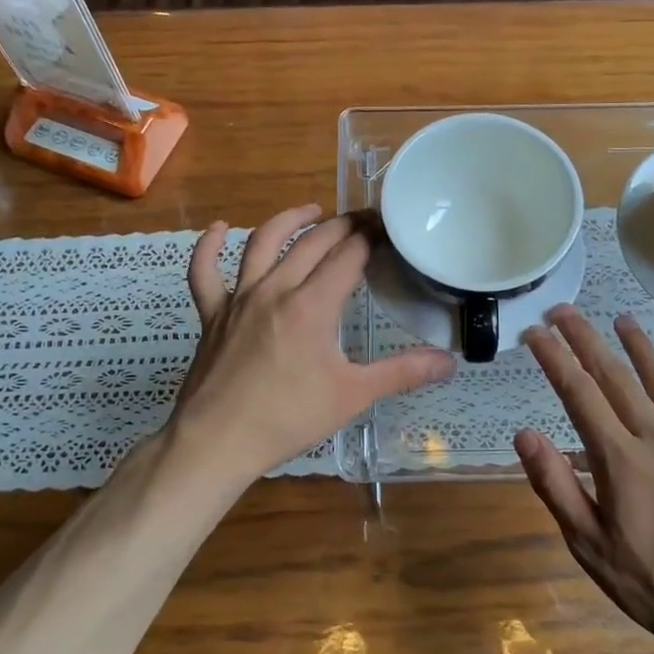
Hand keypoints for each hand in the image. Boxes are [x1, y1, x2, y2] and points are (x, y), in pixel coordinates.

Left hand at [173, 204, 455, 483]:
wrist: (217, 442)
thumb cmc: (288, 419)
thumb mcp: (353, 396)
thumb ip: (402, 373)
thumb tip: (449, 362)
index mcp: (312, 306)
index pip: (348, 256)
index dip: (370, 238)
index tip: (387, 228)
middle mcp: (275, 289)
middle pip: (312, 243)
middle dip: (342, 226)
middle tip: (363, 220)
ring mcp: (239, 298)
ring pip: (262, 243)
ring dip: (289, 221)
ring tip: (311, 211)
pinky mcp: (212, 314)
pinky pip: (204, 272)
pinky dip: (209, 247)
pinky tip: (219, 230)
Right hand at [515, 307, 653, 653]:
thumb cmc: (650, 583)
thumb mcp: (588, 544)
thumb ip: (555, 485)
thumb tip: (524, 434)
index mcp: (620, 460)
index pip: (578, 393)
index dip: (553, 358)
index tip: (534, 332)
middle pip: (616, 376)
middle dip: (585, 339)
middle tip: (563, 310)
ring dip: (639, 347)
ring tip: (620, 319)